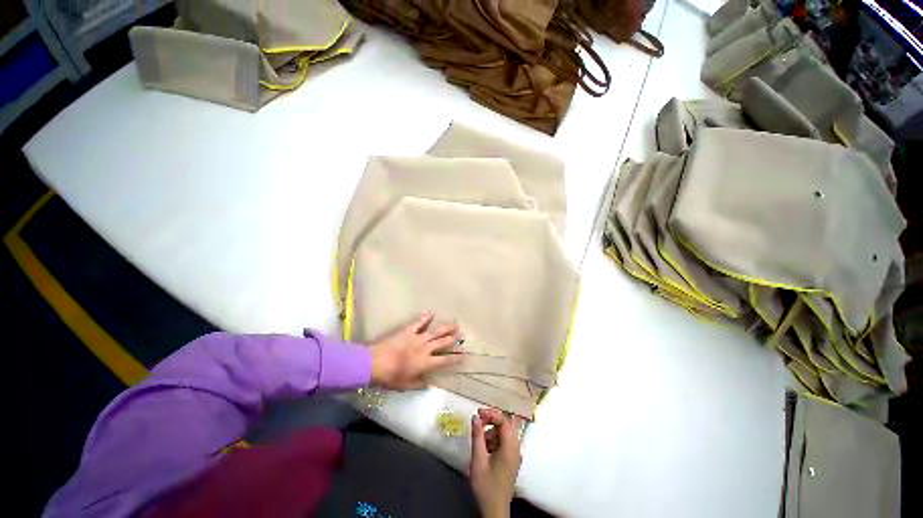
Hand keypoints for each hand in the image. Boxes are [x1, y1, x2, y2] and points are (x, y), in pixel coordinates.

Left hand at [368, 312, 463, 389]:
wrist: (374, 363)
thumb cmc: (390, 376)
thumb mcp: (405, 385)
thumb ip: (418, 384)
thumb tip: (428, 384)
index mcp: (425, 363)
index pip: (445, 360)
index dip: (456, 358)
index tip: (466, 355)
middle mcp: (425, 349)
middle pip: (443, 342)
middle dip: (453, 338)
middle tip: (462, 333)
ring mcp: (417, 338)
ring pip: (435, 331)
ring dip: (445, 327)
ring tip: (455, 322)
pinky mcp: (408, 330)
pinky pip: (419, 322)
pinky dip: (425, 317)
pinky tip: (432, 312)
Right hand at [470, 408, 522, 517]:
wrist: (495, 511)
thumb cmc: (486, 486)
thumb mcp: (478, 460)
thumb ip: (477, 436)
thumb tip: (475, 417)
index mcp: (510, 447)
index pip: (504, 421)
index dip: (491, 414)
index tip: (478, 413)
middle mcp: (516, 448)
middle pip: (506, 425)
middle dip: (492, 420)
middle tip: (478, 421)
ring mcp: (515, 455)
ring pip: (505, 433)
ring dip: (492, 431)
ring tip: (480, 440)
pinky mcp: (512, 460)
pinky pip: (504, 442)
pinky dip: (495, 440)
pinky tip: (485, 449)